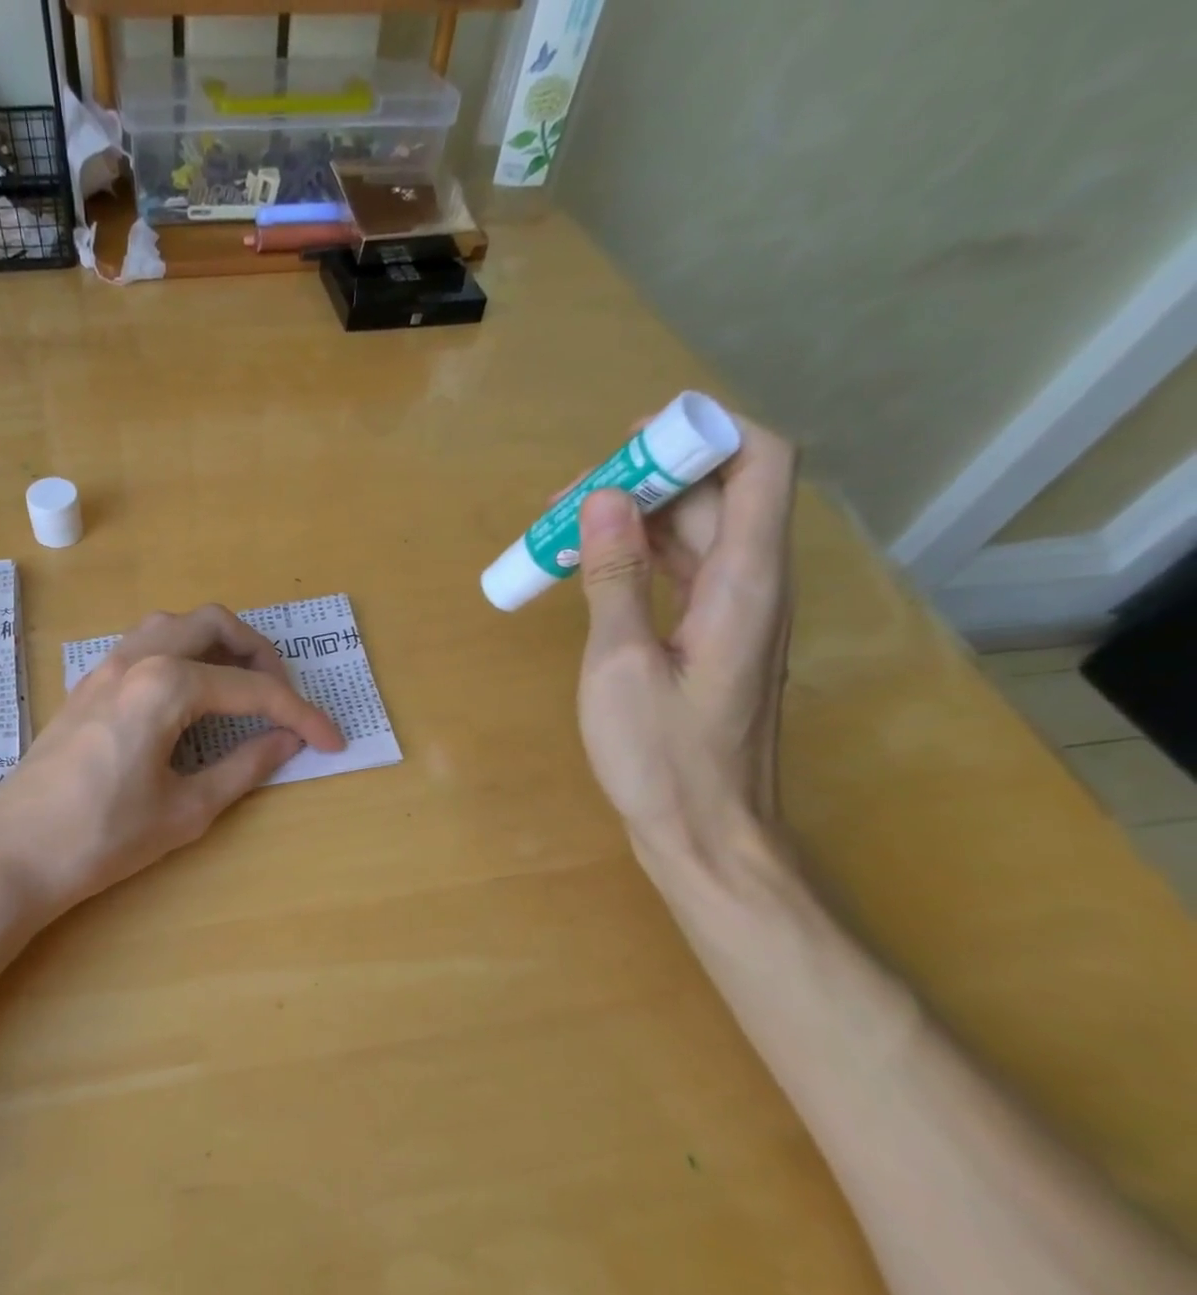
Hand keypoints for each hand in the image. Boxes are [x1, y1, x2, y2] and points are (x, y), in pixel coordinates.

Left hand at [0, 605, 344, 918]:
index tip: (331, 741)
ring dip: (216, 645)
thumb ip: (244, 768)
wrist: (11, 855)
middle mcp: (136, 658)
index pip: (252, 689)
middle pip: (212, 624)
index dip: (300, 714)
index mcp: (166, 685)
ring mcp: (104, 667)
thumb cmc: (102, 838)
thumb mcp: (185, 810)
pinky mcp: (87, 685)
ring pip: (174, 625)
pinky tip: (189, 698)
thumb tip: (287, 742)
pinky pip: (145, 645)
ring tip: (240, 688)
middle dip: (259, 653)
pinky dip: (181, 655)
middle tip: (282, 696)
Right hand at [572, 411, 797, 866]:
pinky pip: (682, 574)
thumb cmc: (662, 758)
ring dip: (634, 520)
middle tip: (567, 501)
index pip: (760, 462)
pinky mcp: (712, 640)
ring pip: (695, 534)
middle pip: (718, 494)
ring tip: (563, 532)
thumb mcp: (621, 666)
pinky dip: (638, 560)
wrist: (706, 834)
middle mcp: (753, 585)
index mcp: (745, 582)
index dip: (705, 432)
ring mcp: (734, 614)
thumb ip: (615, 579)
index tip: (629, 443)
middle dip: (645, 480)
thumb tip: (602, 500)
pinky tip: (589, 570)